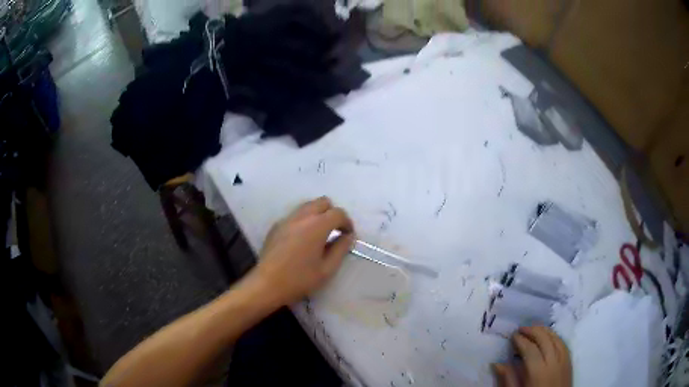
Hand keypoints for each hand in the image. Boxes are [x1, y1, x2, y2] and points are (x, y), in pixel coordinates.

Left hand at [252, 196, 354, 305]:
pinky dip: (304, 221)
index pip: (338, 213)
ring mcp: (286, 219)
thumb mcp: (327, 269)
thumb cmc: (300, 279)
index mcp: (317, 226)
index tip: (348, 235)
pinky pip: (295, 215)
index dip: (347, 222)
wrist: (267, 284)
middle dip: (332, 213)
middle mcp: (302, 216)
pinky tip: (302, 240)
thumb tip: (348, 236)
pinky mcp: (276, 226)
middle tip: (335, 231)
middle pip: (322, 202)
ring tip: (319, 234)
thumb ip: (341, 249)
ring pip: (307, 206)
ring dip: (317, 215)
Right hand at [493, 326, 571, 386]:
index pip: (530, 349)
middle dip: (533, 331)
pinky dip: (555, 336)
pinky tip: (549, 336)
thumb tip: (497, 364)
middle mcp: (553, 362)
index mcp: (538, 372)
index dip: (521, 340)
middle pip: (545, 339)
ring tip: (534, 328)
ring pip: (556, 338)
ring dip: (545, 331)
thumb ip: (508, 379)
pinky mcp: (569, 362)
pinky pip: (563, 344)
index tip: (513, 335)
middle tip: (522, 328)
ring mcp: (564, 361)